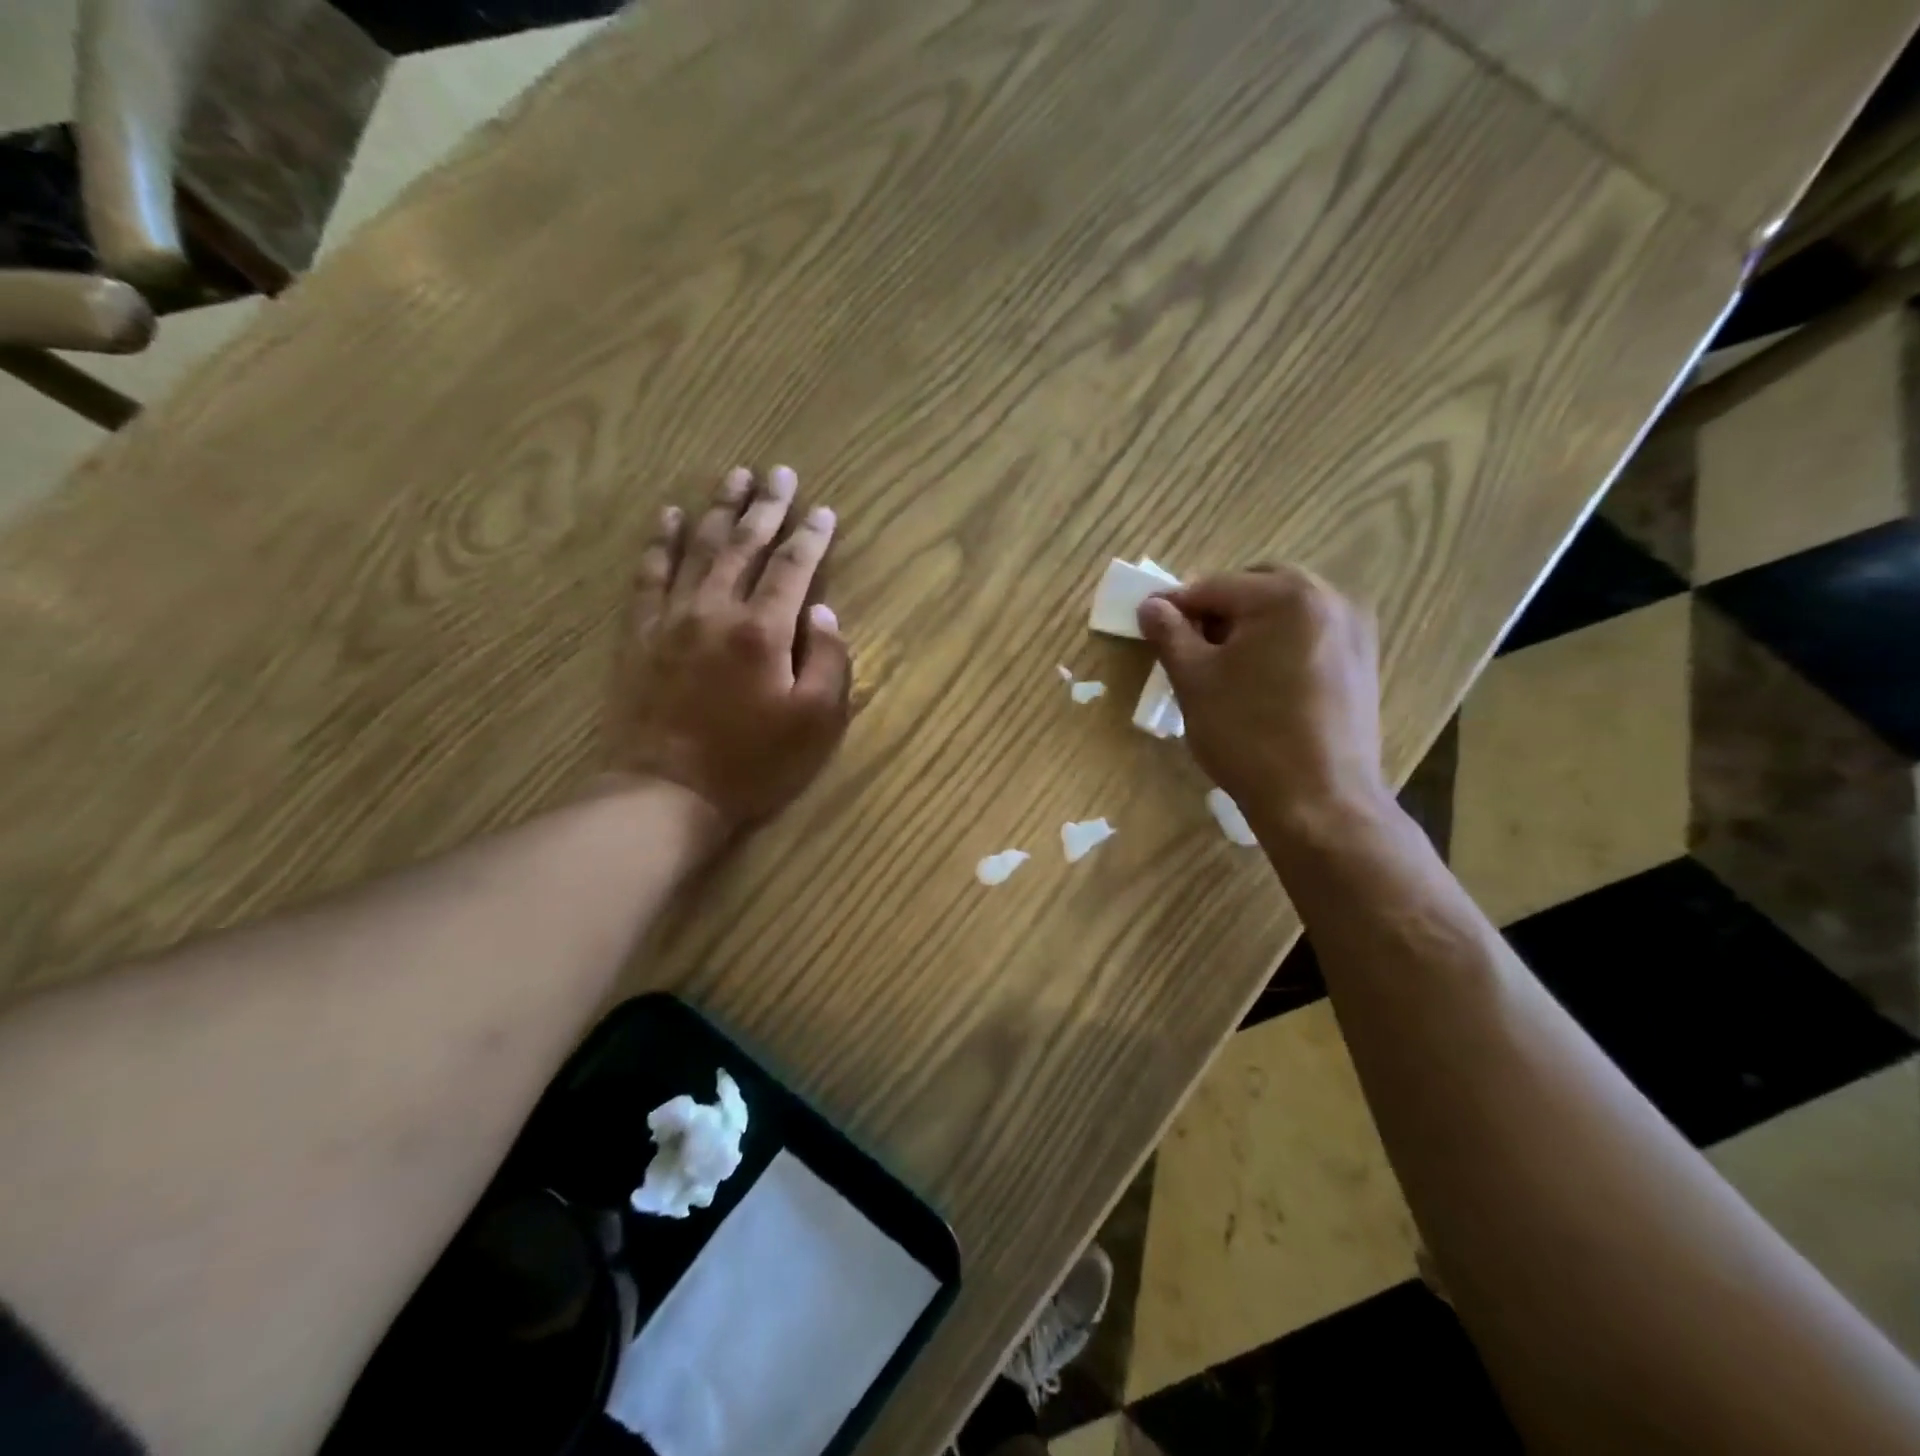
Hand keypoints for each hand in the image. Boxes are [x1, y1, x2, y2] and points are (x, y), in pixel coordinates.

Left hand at [607, 466, 851, 835]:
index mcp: (764, 631)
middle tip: (779, 472)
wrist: (667, 793)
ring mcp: (672, 618)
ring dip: (719, 509)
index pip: (794, 568)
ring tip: (734, 476)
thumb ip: (829, 663)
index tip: (824, 510)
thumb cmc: (751, 764)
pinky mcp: (640, 634)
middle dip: (767, 506)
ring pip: (698, 547)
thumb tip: (824, 615)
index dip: (812, 537)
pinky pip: (649, 574)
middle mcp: (717, 610)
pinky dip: (660, 541)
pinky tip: (668, 515)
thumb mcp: (815, 724)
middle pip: (745, 544)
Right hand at [1137, 566, 1389, 839]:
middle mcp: (1329, 599)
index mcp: (1285, 595)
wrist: (1320, 801)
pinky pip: (1310, 635)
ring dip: (1250, 626)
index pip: (1213, 586)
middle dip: (1218, 610)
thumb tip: (1151, 604)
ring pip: (1285, 611)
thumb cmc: (1248, 735)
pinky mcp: (1363, 663)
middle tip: (1189, 648)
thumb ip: (1170, 634)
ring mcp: (1354, 630)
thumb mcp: (1194, 682)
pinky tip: (1261, 683)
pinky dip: (1279, 644)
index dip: (1174, 606)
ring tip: (1224, 668)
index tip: (1149, 625)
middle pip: (1255, 588)